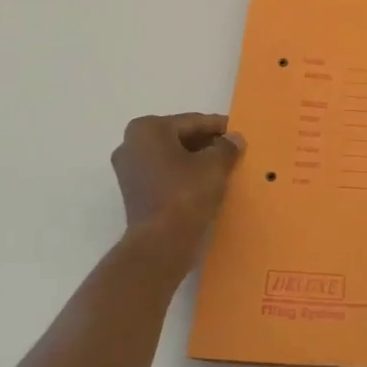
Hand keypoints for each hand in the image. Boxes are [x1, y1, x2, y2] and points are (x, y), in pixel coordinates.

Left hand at [110, 113, 243, 247]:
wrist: (161, 243)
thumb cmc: (186, 194)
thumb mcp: (215, 165)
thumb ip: (226, 146)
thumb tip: (233, 139)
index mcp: (148, 129)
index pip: (192, 122)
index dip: (218, 127)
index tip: (238, 132)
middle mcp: (131, 144)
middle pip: (179, 137)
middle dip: (205, 143)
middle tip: (232, 149)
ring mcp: (129, 169)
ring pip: (171, 156)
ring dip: (195, 159)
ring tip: (223, 166)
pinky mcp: (134, 192)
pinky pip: (164, 174)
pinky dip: (183, 174)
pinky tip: (205, 183)